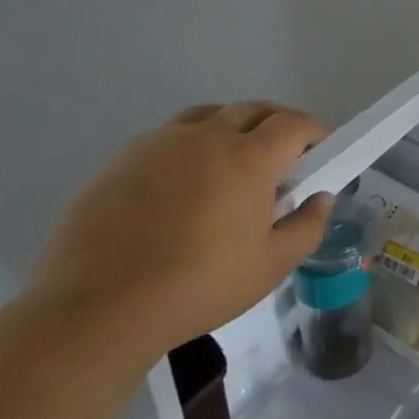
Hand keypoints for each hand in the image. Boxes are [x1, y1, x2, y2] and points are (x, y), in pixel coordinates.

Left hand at [26, 102, 333, 355]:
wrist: (97, 308)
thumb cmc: (198, 286)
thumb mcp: (270, 267)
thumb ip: (306, 227)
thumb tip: (321, 199)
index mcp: (249, 157)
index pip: (293, 123)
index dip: (312, 131)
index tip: (318, 151)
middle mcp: (208, 136)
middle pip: (252, 109)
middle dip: (275, 124)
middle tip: (280, 157)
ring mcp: (161, 143)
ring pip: (208, 115)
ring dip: (231, 127)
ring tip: (229, 162)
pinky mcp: (122, 158)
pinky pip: (168, 136)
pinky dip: (188, 145)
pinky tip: (180, 184)